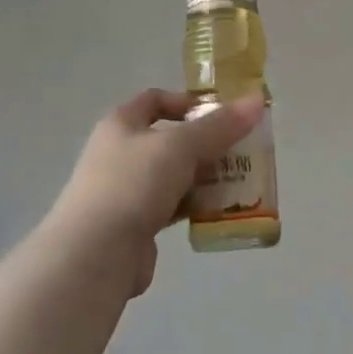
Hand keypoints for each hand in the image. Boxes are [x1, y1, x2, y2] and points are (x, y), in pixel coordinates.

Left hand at [49, 89, 264, 296]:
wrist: (96, 253)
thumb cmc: (134, 184)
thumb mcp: (181, 146)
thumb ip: (220, 125)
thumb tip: (256, 100)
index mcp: (121, 124)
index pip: (156, 99)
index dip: (188, 102)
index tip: (223, 115)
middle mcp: (120, 153)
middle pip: (171, 139)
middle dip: (207, 144)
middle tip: (242, 152)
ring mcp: (126, 190)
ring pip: (175, 175)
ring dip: (205, 177)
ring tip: (241, 182)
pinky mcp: (136, 224)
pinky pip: (173, 206)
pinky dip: (196, 206)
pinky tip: (221, 212)